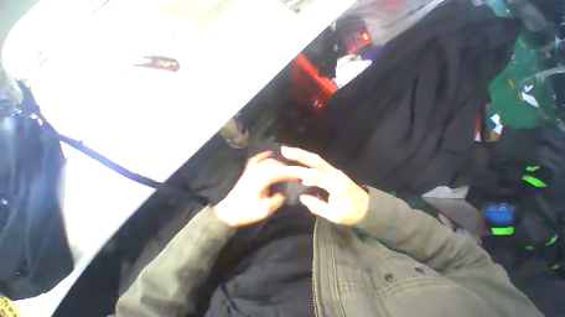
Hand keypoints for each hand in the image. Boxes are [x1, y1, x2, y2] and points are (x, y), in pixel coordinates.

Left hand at [213, 151, 299, 226]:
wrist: (226, 212)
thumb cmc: (245, 211)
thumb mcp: (263, 210)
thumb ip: (276, 201)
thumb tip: (283, 194)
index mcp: (261, 180)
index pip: (280, 172)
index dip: (291, 172)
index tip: (300, 174)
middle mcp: (257, 171)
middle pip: (275, 165)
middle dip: (287, 168)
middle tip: (295, 174)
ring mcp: (251, 170)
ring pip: (268, 161)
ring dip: (279, 164)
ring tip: (286, 170)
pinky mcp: (247, 171)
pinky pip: (256, 159)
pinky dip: (263, 155)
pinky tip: (269, 153)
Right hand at [281, 146, 368, 224]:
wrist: (367, 206)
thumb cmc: (351, 212)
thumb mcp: (335, 215)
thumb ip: (317, 206)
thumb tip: (303, 197)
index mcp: (337, 185)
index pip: (316, 177)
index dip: (301, 174)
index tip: (286, 171)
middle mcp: (335, 174)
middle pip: (316, 161)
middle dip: (300, 154)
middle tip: (285, 150)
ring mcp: (334, 171)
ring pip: (316, 160)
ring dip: (302, 154)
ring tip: (288, 152)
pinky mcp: (333, 171)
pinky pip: (318, 164)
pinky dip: (307, 161)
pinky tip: (298, 163)